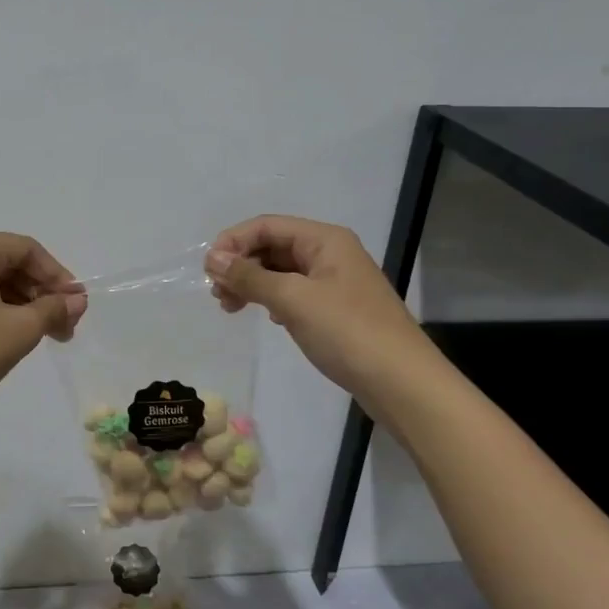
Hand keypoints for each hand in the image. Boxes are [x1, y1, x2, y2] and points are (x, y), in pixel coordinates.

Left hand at [0, 231, 85, 426]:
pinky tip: (10, 334)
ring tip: (42, 335)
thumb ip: (52, 309)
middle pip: (7, 261)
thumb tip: (77, 300)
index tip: (77, 306)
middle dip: (40, 292)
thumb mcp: (18, 331)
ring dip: (20, 303)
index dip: (58, 276)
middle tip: (64, 327)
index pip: (27, 249)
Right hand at [205, 215, 428, 402]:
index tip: (208, 271)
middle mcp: (330, 253)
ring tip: (231, 308)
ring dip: (252, 283)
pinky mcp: (335, 308)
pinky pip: (293, 292)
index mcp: (324, 240)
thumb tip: (212, 258)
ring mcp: (334, 281)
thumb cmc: (347, 332)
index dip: (233, 242)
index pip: (266, 226)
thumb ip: (249, 276)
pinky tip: (267, 317)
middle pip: (272, 246)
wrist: (401, 382)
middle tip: (217, 294)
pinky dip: (271, 300)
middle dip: (241, 264)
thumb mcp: (292, 300)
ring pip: (280, 271)